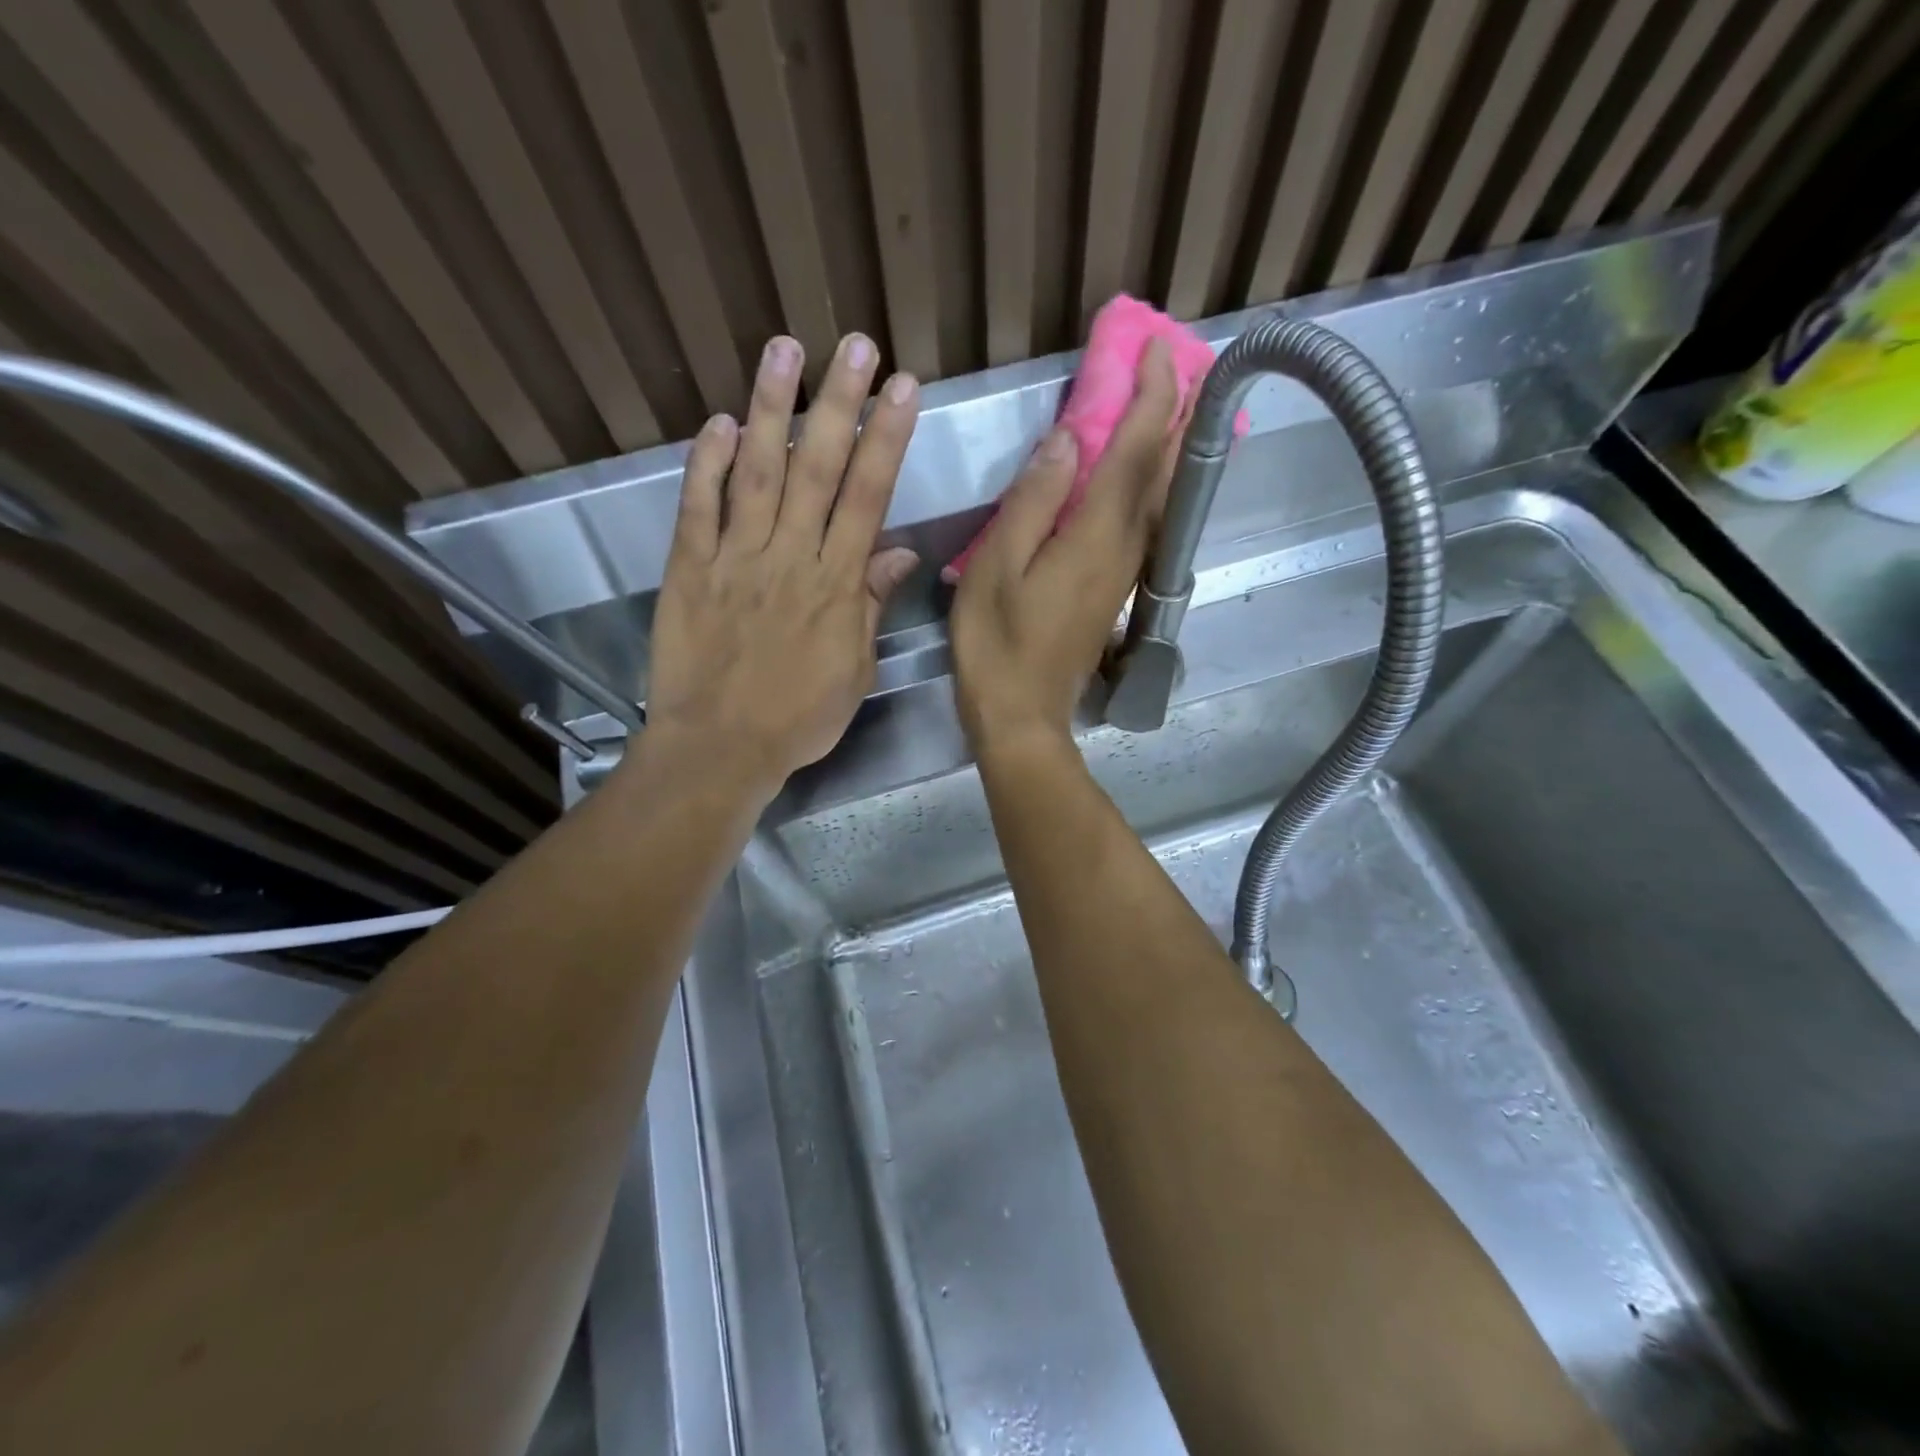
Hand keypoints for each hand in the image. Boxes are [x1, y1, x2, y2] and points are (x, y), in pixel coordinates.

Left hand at [641, 333, 920, 797]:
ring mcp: (734, 559)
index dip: (885, 439)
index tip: (901, 387)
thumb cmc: (797, 719)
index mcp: (835, 586)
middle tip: (854, 344)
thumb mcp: (854, 672)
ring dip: (771, 410)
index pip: (867, 498)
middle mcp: (789, 558)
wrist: (719, 749)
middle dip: (838, 403)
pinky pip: (697, 509)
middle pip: (817, 470)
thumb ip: (870, 607)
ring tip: (784, 350)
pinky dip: (706, 465)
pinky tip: (719, 422)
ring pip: (757, 474)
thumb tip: (896, 554)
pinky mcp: (688, 570)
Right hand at [950, 339, 1180, 752]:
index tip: (1159, 349)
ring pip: (1157, 498)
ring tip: (1165, 405)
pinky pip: (1141, 523)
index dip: (1152, 398)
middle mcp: (1124, 550)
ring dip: (1165, 447)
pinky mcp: (1113, 591)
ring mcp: (1123, 573)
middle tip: (1178, 365)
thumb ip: (1032, 502)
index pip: (1135, 452)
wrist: (1022, 718)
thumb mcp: (996, 569)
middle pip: (1160, 472)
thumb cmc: (996, 646)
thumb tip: (1068, 440)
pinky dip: (1146, 486)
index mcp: (1094, 537)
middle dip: (1173, 415)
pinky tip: (1135, 476)